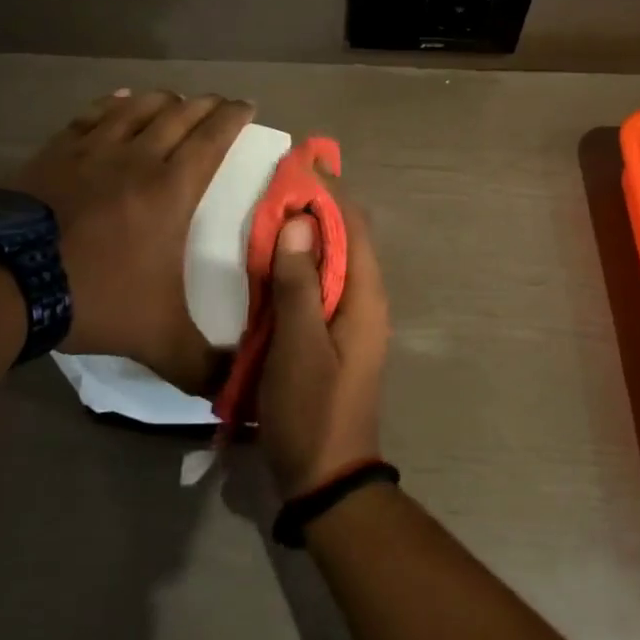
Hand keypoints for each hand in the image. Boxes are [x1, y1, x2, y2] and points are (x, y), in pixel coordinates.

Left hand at [2, 88, 253, 392]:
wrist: (2, 281)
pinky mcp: (55, 152)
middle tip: (220, 103)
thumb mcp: (156, 338)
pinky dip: (113, 104)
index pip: (213, 138)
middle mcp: (138, 157)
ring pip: (138, 107)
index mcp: (172, 188)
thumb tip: (235, 393)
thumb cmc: (92, 296)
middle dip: (206, 104)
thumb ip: (199, 364)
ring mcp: (92, 150)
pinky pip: (92, 116)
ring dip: (163, 99)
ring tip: (175, 99)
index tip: (248, 105)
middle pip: (180, 114)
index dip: (233, 116)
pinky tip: (119, 100)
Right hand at [261, 192, 390, 497]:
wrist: (328, 478)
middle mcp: (365, 300)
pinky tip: (275, 261)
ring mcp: (352, 319)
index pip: (353, 226)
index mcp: (365, 297)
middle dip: (319, 206)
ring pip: (334, 260)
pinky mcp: (335, 335)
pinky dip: (303, 263)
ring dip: (309, 233)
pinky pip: (322, 285)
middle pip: (347, 238)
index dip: (330, 191)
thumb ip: (299, 284)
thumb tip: (300, 222)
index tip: (302, 161)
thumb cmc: (312, 410)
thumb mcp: (298, 346)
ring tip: (274, 209)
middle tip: (281, 181)